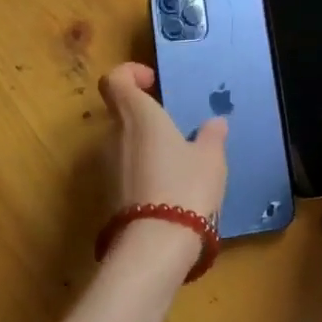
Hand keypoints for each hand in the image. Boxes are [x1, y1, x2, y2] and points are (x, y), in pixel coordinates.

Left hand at [98, 62, 227, 274]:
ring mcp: (106, 168)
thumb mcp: (210, 159)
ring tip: (177, 164)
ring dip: (144, 147)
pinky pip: (124, 171)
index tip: (154, 83)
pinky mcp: (107, 196)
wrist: (155, 246)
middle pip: (120, 113)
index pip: (115, 80)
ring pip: (122, 144)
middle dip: (145, 116)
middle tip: (175, 130)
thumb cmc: (185, 187)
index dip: (130, 74)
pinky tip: (167, 190)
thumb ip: (211, 137)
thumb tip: (214, 123)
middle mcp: (114, 136)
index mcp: (137, 116)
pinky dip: (141, 172)